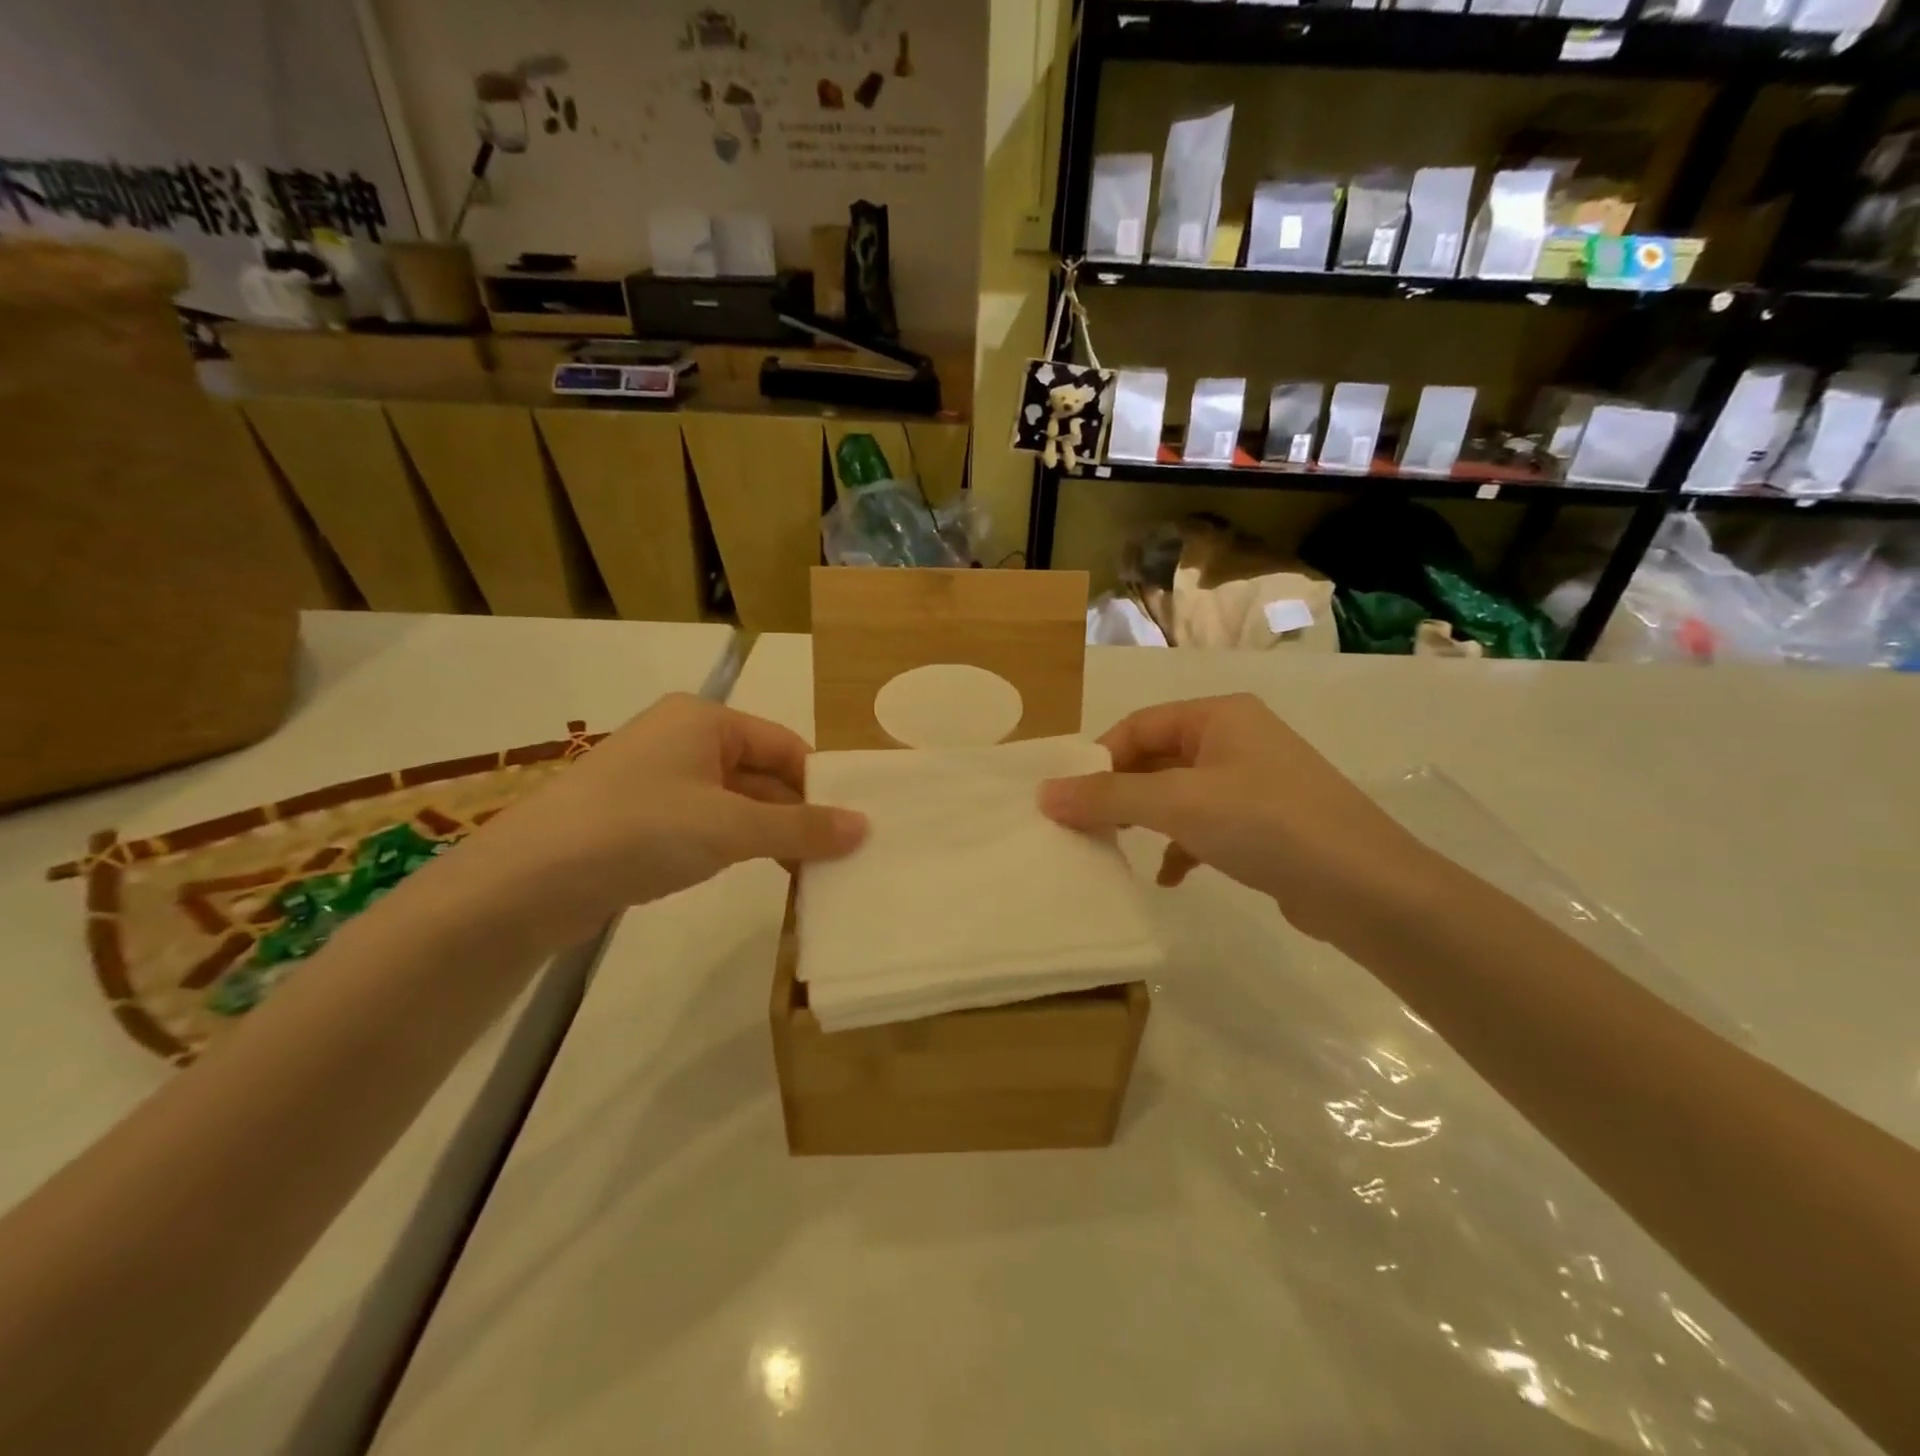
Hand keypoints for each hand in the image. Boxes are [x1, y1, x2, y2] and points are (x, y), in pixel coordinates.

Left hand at [429, 694, 865, 946]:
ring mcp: (658, 779)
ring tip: (807, 872)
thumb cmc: (640, 830)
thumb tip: (865, 827)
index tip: (851, 828)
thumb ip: (800, 827)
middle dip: (797, 814)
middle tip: (836, 857)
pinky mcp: (640, 818)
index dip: (820, 785)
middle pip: (761, 773)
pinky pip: (706, 824)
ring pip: (735, 802)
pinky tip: (757, 873)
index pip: (785, 745)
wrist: (526, 883)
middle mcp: (682, 739)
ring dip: (770, 834)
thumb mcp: (730, 827)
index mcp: (705, 720)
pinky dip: (736, 846)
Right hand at [1038, 694, 1434, 944]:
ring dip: (1148, 820)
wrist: (1366, 888)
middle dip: (1121, 792)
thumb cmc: (1265, 824)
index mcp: (1218, 716)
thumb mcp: (1178, 804)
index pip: (1139, 725)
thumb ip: (1108, 797)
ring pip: (1180, 794)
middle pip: (1157, 758)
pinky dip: (1182, 846)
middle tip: (1086, 825)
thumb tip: (1044, 793)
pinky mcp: (1267, 824)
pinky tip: (1170, 877)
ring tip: (1119, 849)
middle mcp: (1237, 739)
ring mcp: (1255, 782)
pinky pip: (1207, 825)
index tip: (1069, 799)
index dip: (1099, 758)